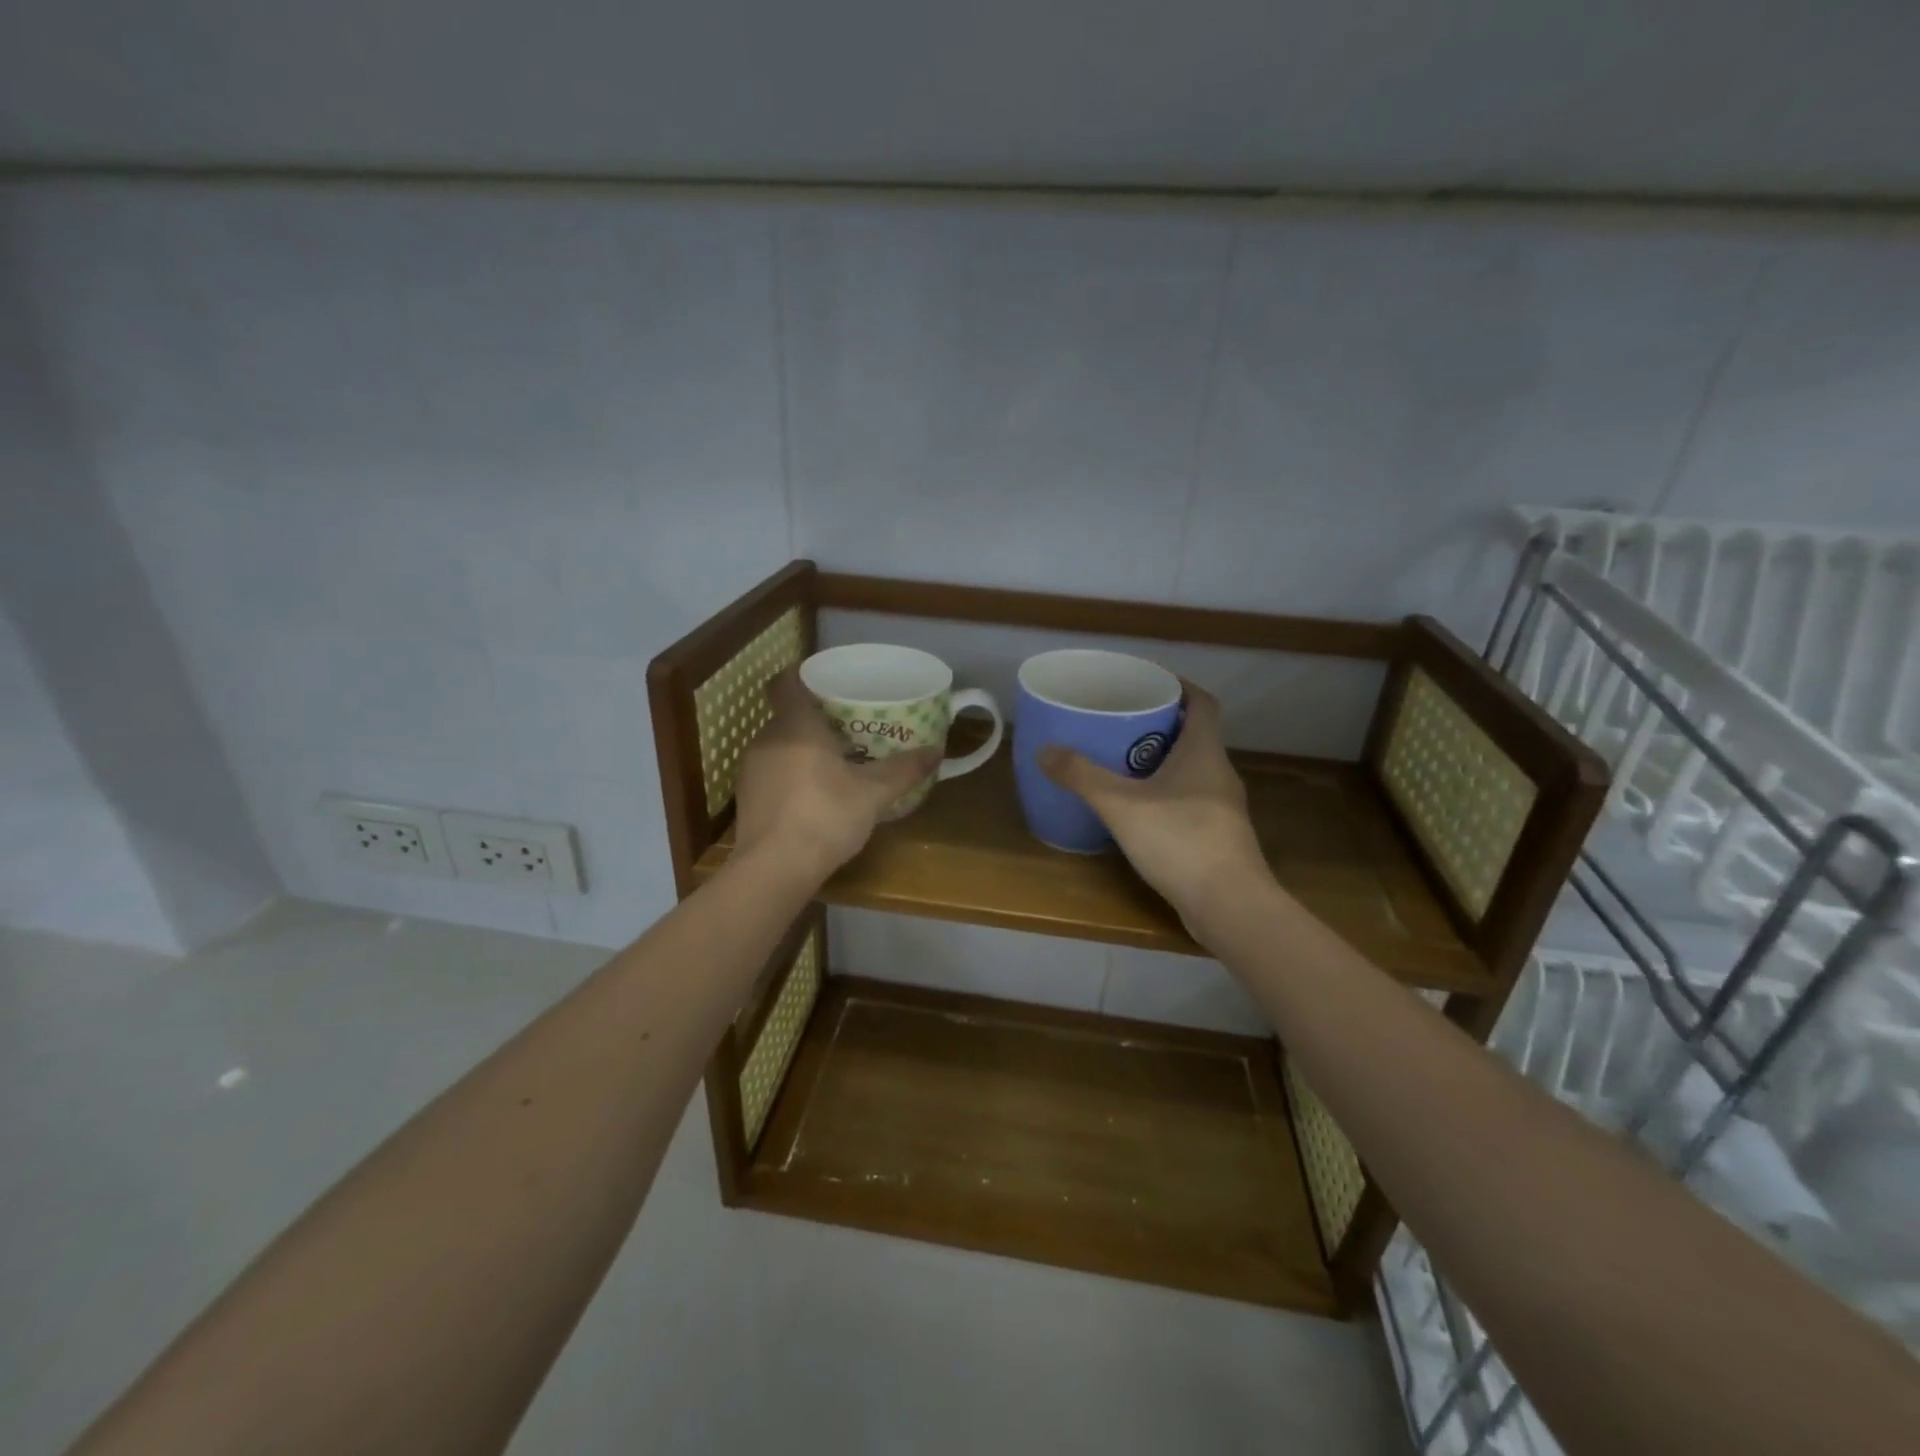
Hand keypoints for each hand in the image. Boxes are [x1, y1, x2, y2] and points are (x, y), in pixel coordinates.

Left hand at [733, 668, 941, 884]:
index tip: (826, 684)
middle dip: (814, 720)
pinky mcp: (746, 798)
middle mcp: (766, 739)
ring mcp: (751, 770)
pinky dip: (790, 776)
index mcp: (795, 725)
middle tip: (847, 730)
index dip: (801, 676)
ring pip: (779, 746)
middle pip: (788, 716)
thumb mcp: (874, 793)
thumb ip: (904, 769)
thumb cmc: (825, 816)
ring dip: (802, 751)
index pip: (785, 682)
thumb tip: (937, 751)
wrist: (775, 869)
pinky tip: (813, 797)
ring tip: (834, 765)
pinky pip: (771, 773)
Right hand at [1038, 683, 1269, 935]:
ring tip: (1123, 763)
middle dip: (1161, 724)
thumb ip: (1082, 777)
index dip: (1180, 687)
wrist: (1230, 905)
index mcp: (1204, 753)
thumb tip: (1045, 751)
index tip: (1150, 682)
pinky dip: (1167, 794)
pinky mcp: (1218, 837)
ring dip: (1163, 761)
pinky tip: (1140, 810)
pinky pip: (1190, 800)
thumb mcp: (1122, 805)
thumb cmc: (1180, 841)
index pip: (1203, 704)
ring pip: (1192, 771)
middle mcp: (1219, 774)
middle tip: (1122, 722)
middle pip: (1195, 736)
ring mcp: (1222, 808)